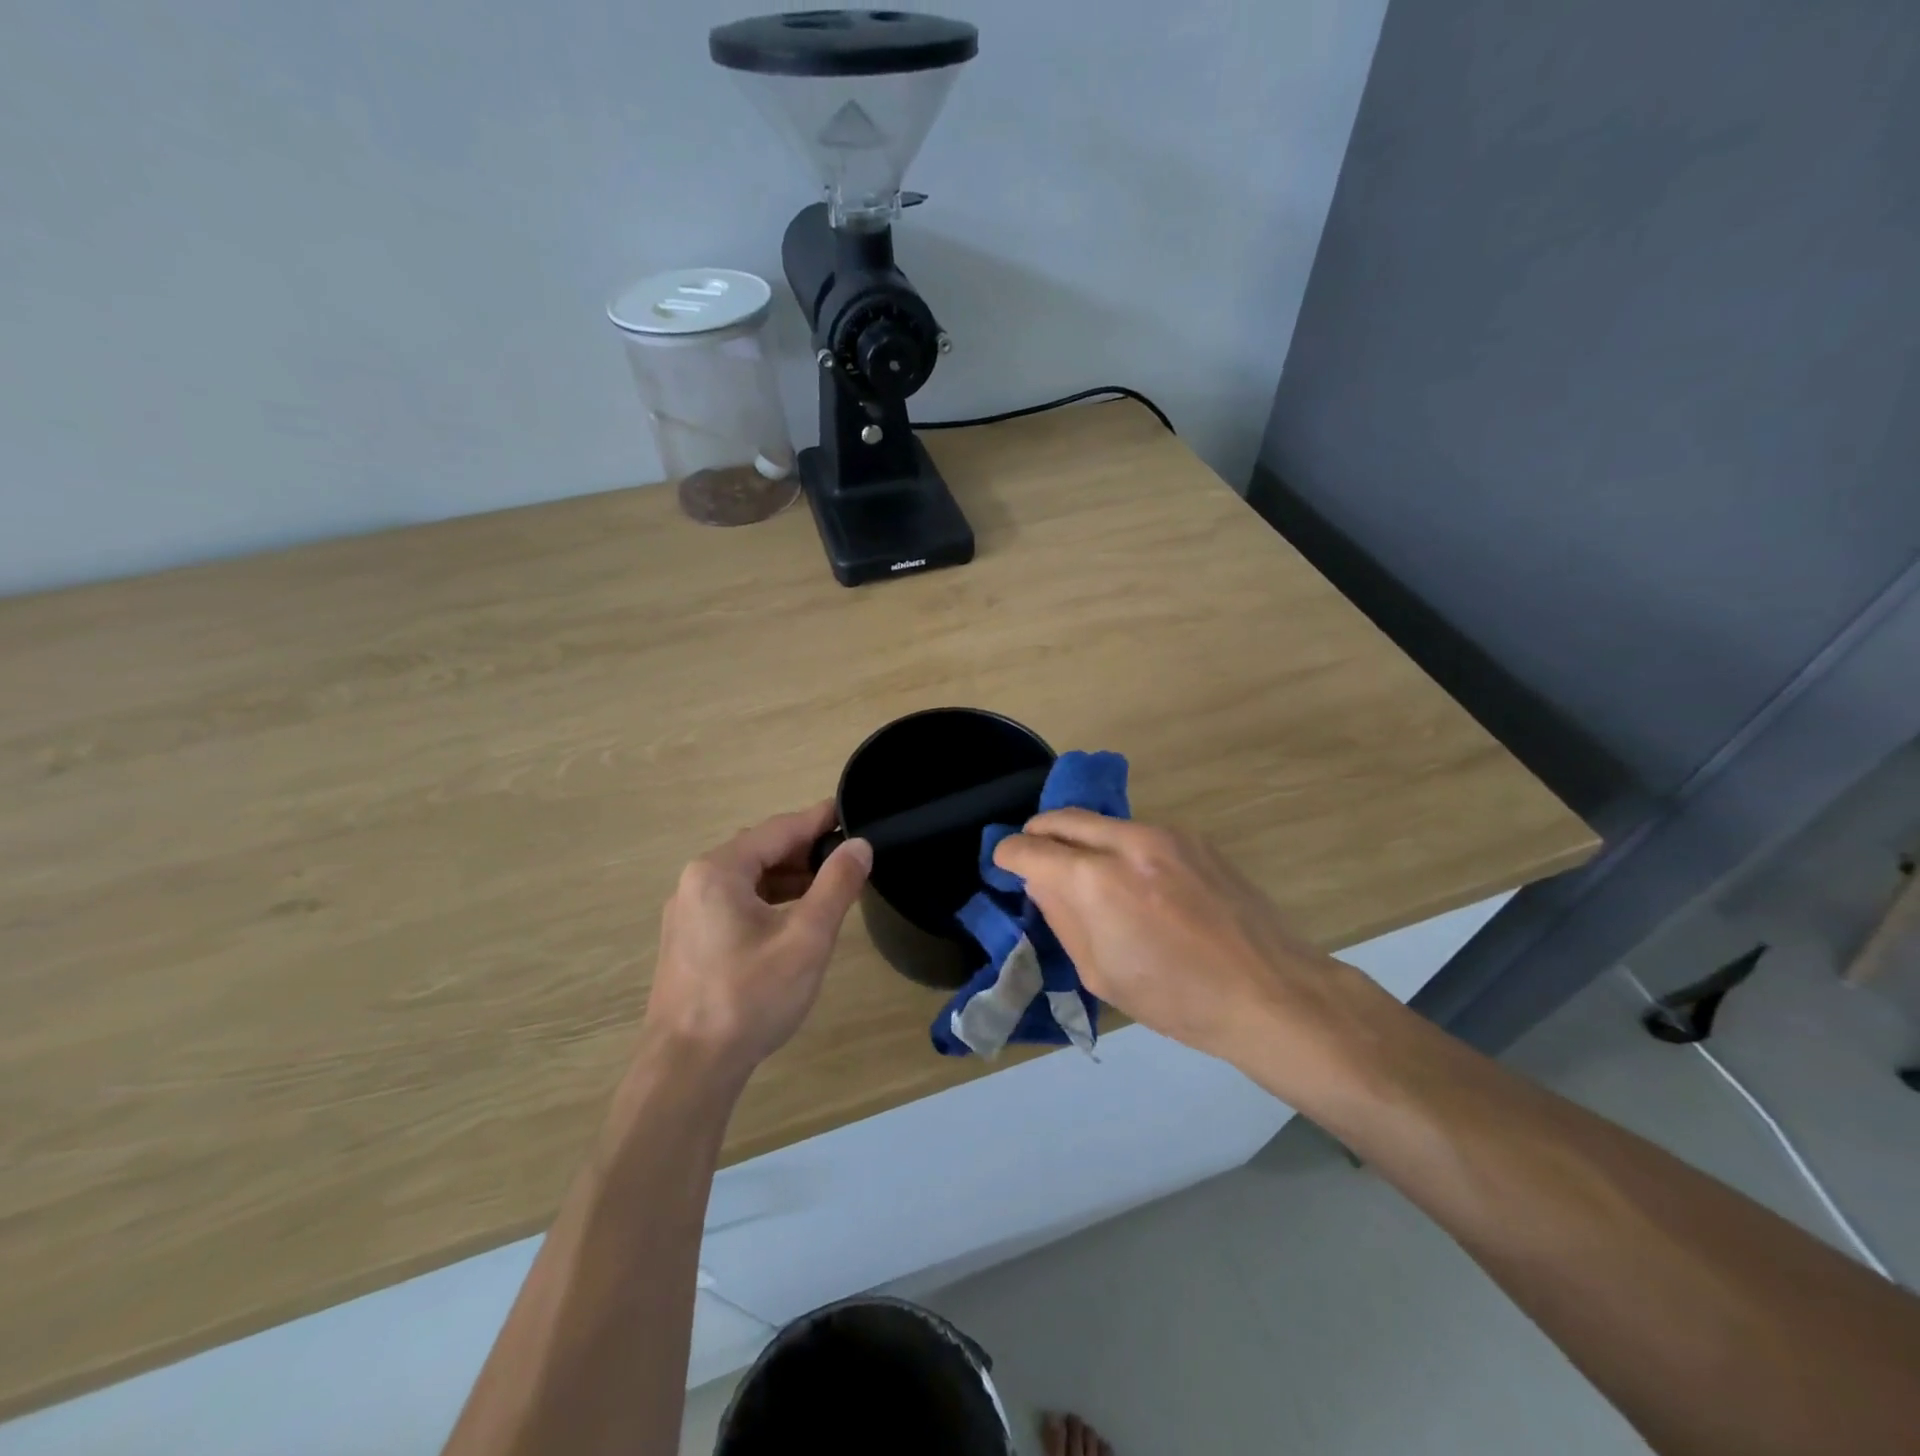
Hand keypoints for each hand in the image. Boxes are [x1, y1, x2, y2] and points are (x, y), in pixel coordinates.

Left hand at [640, 801, 871, 1082]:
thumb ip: (836, 885)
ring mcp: (688, 913)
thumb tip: (859, 845)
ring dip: (788, 876)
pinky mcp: (689, 941)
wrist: (688, 1069)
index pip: (779, 829)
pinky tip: (794, 916)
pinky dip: (769, 900)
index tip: (853, 812)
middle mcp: (696, 882)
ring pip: (748, 878)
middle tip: (849, 854)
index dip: (820, 819)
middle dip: (806, 849)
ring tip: (830, 884)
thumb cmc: (750, 998)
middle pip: (761, 850)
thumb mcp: (806, 938)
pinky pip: (735, 902)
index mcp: (719, 871)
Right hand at [993, 811, 1397, 1100]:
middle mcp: (1126, 843)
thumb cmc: (1177, 999)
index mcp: (1096, 883)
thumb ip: (1063, 918)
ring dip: (1080, 839)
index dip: (1008, 854)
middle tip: (1034, 858)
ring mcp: (1164, 834)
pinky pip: (1137, 831)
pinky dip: (1118, 846)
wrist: (1269, 990)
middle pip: (1061, 817)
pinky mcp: (1193, 837)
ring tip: (1085, 873)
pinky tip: (1134, 880)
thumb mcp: (1101, 973)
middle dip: (1038, 833)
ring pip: (1101, 821)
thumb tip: (1041, 882)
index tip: (1005, 864)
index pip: (1031, 849)